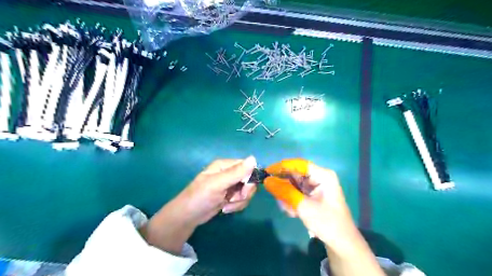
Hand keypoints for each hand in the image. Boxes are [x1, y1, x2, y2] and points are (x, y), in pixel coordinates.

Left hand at [174, 156, 257, 226]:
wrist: (188, 217)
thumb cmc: (200, 197)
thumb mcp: (217, 184)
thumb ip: (236, 172)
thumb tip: (253, 158)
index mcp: (225, 165)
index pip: (247, 166)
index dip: (250, 178)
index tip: (244, 189)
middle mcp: (229, 173)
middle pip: (249, 180)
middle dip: (244, 192)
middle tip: (234, 199)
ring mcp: (230, 185)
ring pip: (247, 192)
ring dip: (239, 201)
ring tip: (226, 205)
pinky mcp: (230, 196)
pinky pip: (242, 199)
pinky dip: (236, 206)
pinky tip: (225, 208)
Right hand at [263, 159, 355, 248]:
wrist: (341, 242)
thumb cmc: (326, 222)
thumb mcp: (303, 206)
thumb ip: (284, 192)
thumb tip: (267, 180)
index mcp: (322, 175)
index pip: (298, 164)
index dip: (282, 166)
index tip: (267, 172)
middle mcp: (319, 177)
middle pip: (295, 174)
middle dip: (285, 186)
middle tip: (277, 197)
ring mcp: (316, 185)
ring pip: (294, 184)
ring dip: (288, 196)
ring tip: (289, 209)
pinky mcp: (313, 194)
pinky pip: (297, 192)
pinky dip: (292, 200)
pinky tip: (293, 212)